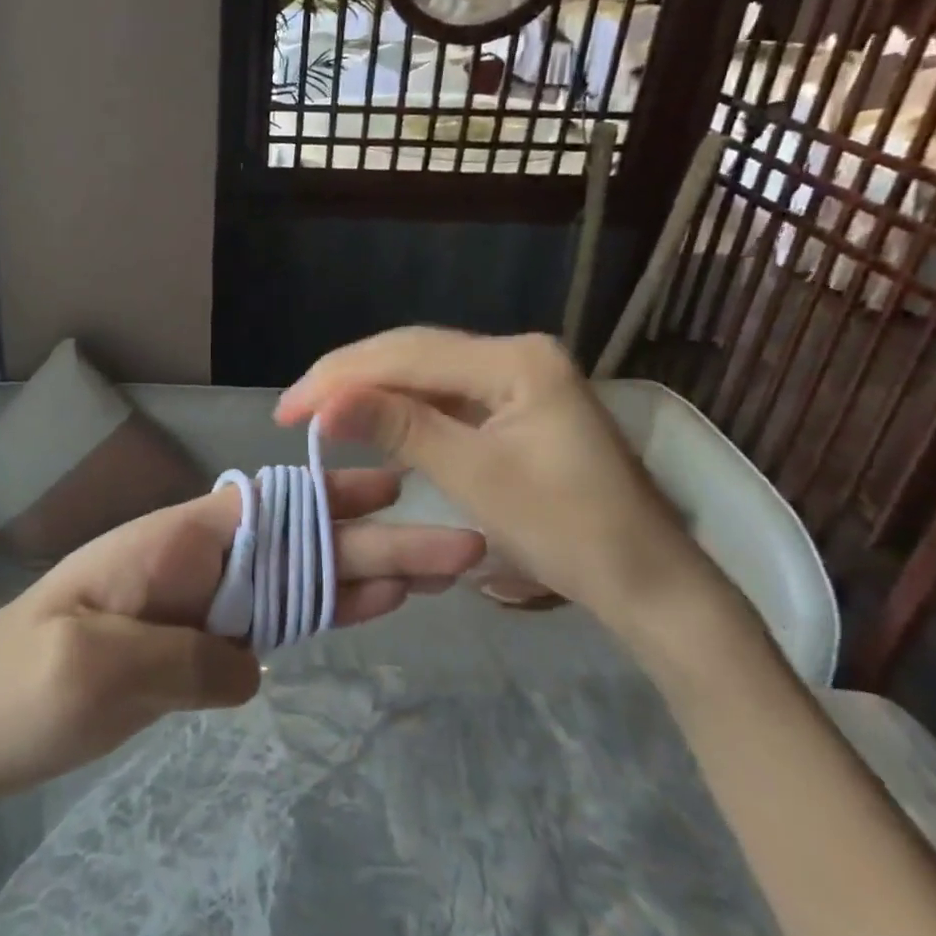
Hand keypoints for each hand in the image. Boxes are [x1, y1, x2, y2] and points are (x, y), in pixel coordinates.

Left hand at [0, 473, 483, 804]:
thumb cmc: (11, 688)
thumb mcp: (92, 671)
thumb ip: (185, 659)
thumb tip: (250, 662)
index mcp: (169, 543)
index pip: (268, 511)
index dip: (335, 499)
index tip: (401, 488)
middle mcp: (190, 562)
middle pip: (296, 546)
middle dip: (376, 543)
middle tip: (460, 549)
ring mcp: (192, 604)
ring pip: (292, 581)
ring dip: (362, 575)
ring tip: (433, 575)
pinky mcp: (188, 647)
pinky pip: (268, 624)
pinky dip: (320, 615)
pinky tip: (364, 612)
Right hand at [275, 328, 728, 634]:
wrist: (648, 583)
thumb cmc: (567, 532)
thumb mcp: (474, 476)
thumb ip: (398, 427)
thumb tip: (324, 405)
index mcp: (515, 359)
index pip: (406, 354)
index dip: (339, 378)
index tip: (286, 410)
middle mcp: (516, 353)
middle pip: (413, 353)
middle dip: (348, 379)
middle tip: (292, 410)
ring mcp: (518, 378)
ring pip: (424, 372)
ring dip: (370, 391)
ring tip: (319, 412)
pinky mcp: (515, 405)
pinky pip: (444, 396)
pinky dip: (401, 410)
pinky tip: (370, 421)